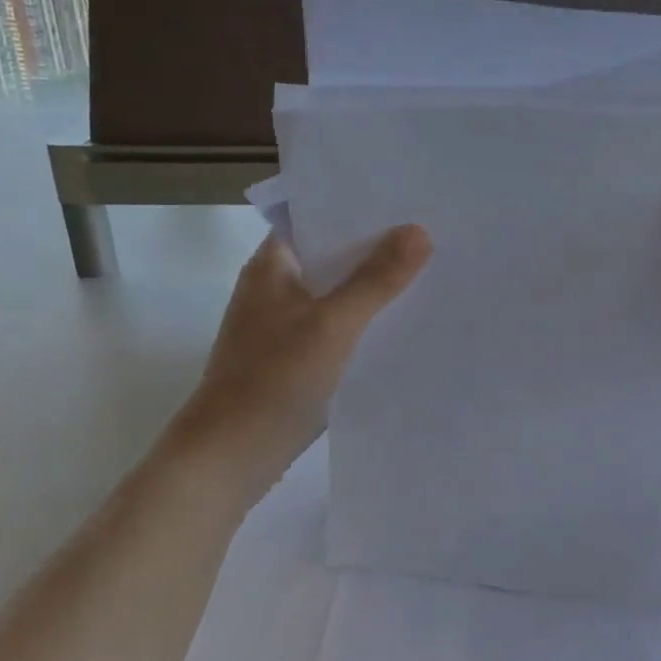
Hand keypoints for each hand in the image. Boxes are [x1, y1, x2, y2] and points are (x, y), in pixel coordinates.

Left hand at [177, 225, 431, 495]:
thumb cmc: (274, 379)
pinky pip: (337, 325)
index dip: (360, 207)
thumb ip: (376, 278)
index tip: (408, 200)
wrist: (228, 459)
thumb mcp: (333, 323)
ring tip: (428, 271)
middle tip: (432, 233)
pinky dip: (364, 320)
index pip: (318, 217)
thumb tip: (419, 230)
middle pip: (332, 254)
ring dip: (372, 285)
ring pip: (336, 292)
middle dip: (377, 247)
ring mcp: (282, 325)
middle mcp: (275, 287)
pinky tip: (402, 321)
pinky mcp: (293, 358)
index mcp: (272, 265)